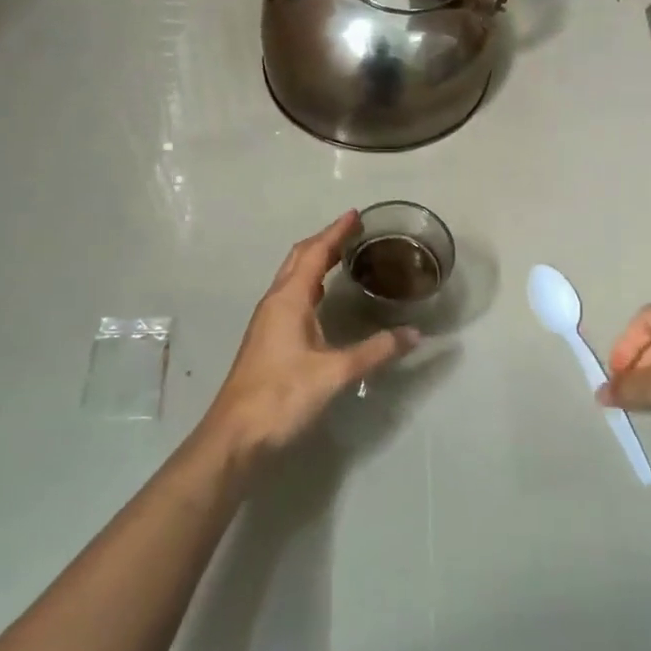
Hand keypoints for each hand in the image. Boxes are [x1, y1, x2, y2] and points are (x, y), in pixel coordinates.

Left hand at [198, 212, 417, 465]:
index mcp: (288, 300)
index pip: (314, 253)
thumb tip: (414, 334)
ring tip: (342, 257)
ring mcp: (268, 321)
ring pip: (292, 278)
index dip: (335, 232)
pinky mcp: (268, 339)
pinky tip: (323, 299)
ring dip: (315, 262)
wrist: (236, 436)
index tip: (355, 215)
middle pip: (299, 259)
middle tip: (352, 231)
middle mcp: (275, 302)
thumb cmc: (282, 396)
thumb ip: (375, 351)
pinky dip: (310, 285)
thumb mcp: (335, 373)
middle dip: (324, 241)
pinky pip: (291, 296)